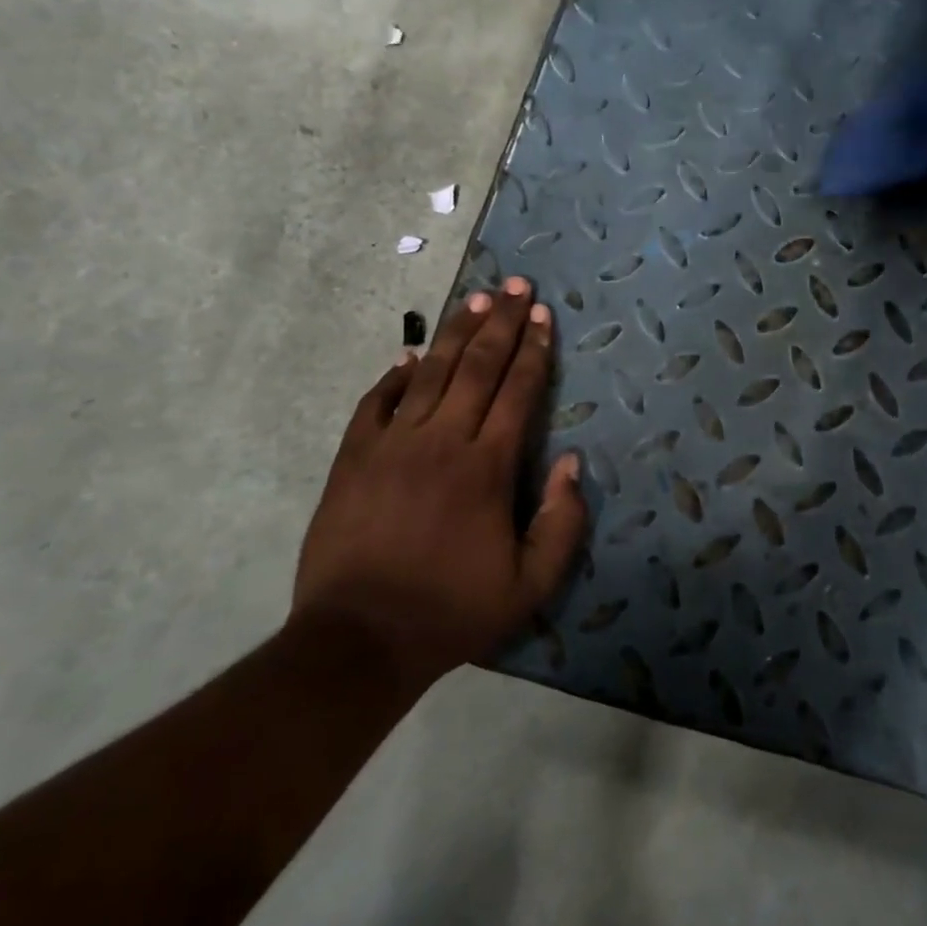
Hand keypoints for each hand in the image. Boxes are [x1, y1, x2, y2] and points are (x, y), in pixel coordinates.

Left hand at [292, 278, 587, 691]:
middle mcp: (442, 440)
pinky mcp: (353, 458)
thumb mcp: (529, 586)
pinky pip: (376, 402)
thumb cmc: (451, 611)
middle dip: (500, 321)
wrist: (359, 640)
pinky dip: (395, 376)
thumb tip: (573, 462)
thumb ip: (562, 523)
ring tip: (473, 300)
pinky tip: (409, 355)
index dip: (533, 349)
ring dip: (455, 333)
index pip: (517, 391)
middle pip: (477, 366)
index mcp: (487, 467)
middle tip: (515, 285)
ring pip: (430, 373)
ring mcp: (392, 444)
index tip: (542, 315)